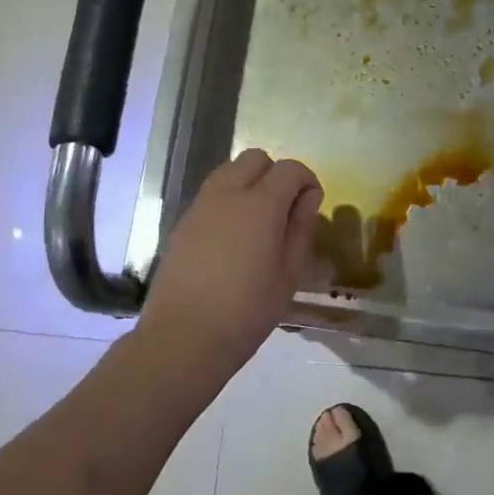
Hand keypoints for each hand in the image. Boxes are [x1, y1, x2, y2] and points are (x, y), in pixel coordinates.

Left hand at [135, 149, 323, 379]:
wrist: (184, 336)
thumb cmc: (248, 310)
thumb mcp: (289, 274)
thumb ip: (301, 228)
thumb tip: (309, 198)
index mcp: (261, 204)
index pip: (290, 169)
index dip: (307, 181)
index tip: (311, 207)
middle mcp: (228, 193)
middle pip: (255, 158)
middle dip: (276, 174)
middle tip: (285, 210)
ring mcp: (200, 206)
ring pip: (229, 171)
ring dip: (249, 183)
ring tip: (259, 222)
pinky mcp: (182, 223)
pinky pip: (211, 194)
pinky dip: (228, 200)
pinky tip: (233, 238)